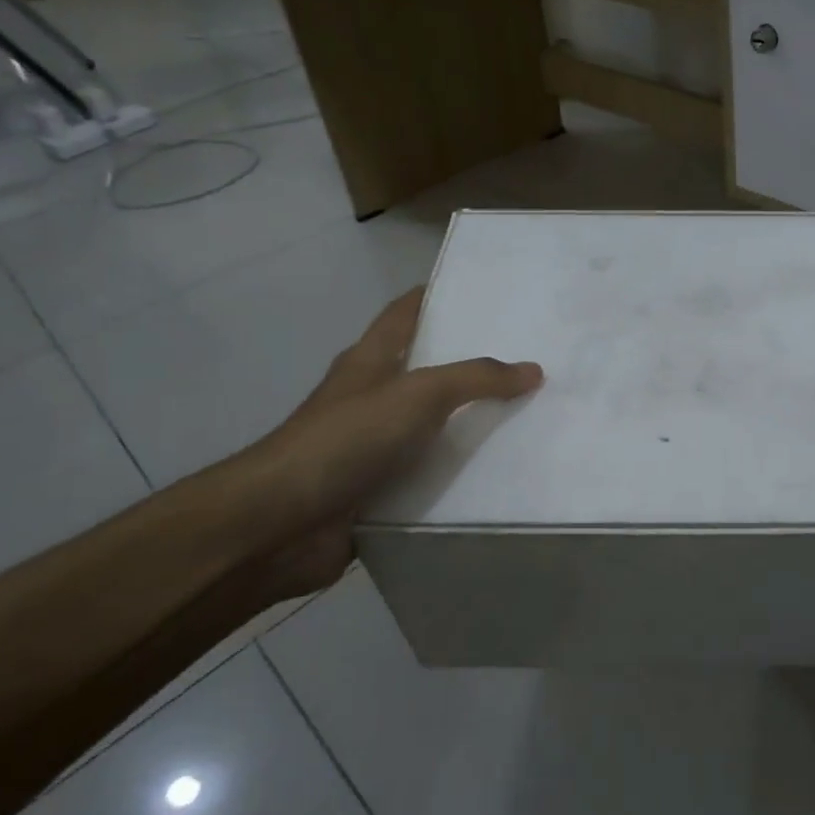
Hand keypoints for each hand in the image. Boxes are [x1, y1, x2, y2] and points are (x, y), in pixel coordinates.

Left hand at [236, 287, 542, 594]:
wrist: (281, 523)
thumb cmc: (347, 438)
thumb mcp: (418, 394)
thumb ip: (476, 379)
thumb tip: (533, 369)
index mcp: (371, 359)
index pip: (406, 312)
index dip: (438, 296)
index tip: (485, 291)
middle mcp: (373, 396)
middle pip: (428, 368)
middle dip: (472, 363)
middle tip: (530, 356)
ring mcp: (375, 444)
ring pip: (434, 424)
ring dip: (472, 422)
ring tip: (531, 413)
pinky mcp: (381, 487)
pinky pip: (431, 472)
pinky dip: (460, 471)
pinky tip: (502, 471)